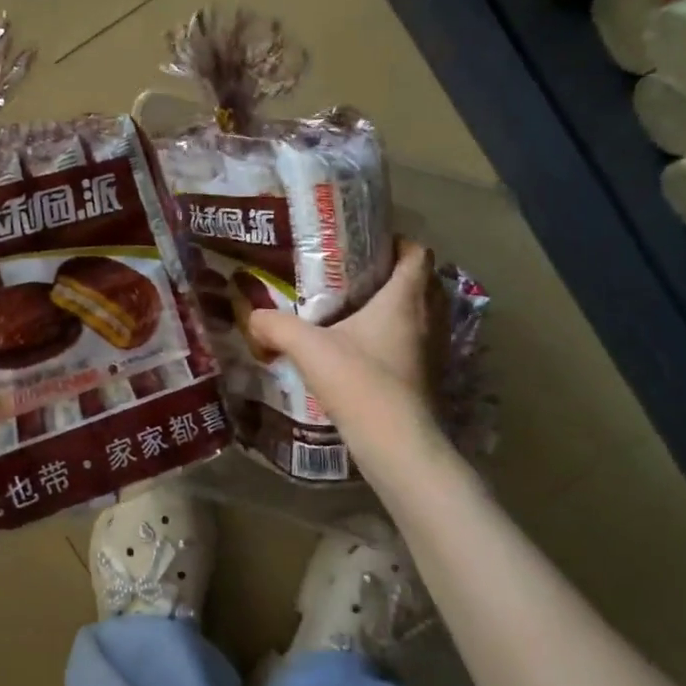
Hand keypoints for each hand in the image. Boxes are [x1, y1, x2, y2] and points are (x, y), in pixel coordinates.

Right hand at [247, 239, 443, 440]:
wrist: (396, 443)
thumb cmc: (359, 381)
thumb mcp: (308, 348)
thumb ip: (276, 326)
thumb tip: (252, 316)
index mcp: (405, 298)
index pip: (418, 253)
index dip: (398, 242)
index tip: (369, 246)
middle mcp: (429, 317)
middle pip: (425, 281)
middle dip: (396, 274)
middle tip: (359, 276)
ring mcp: (434, 349)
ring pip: (425, 313)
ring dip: (401, 307)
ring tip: (361, 311)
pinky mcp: (430, 376)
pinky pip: (419, 342)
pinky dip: (401, 338)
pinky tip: (368, 350)